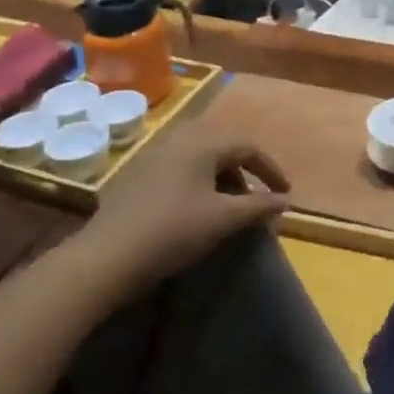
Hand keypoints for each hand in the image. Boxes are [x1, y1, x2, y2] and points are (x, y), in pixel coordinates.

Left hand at [77, 122, 289, 299]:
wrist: (108, 256)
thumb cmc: (174, 230)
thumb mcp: (224, 219)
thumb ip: (258, 206)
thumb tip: (285, 200)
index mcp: (203, 142)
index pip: (248, 146)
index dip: (271, 170)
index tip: (284, 195)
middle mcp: (179, 138)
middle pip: (223, 145)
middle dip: (244, 170)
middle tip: (255, 198)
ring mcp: (154, 154)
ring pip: (199, 155)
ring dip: (220, 176)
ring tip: (227, 205)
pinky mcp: (137, 173)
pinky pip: (178, 167)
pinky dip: (197, 181)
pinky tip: (194, 208)